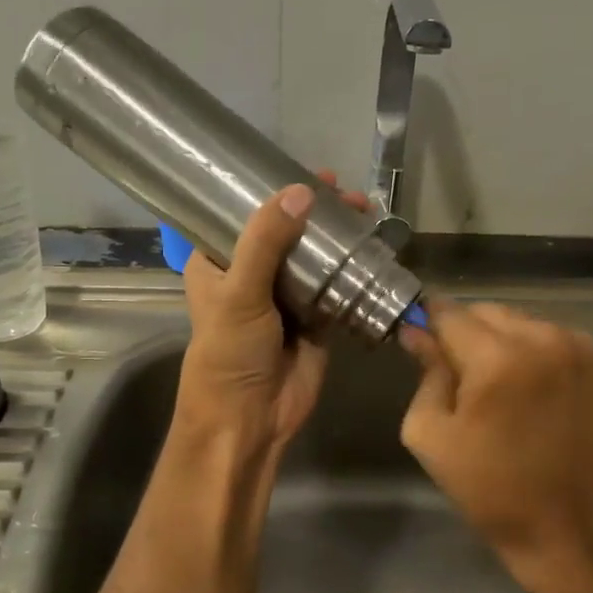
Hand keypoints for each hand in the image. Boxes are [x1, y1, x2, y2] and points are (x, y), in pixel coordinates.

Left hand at [175, 171, 369, 460]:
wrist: (250, 419)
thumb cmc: (230, 353)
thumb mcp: (239, 292)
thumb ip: (266, 241)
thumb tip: (301, 191)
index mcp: (218, 262)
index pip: (243, 214)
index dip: (272, 191)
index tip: (306, 173)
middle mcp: (251, 274)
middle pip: (286, 231)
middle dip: (316, 211)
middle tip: (346, 195)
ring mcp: (285, 296)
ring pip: (314, 256)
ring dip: (337, 236)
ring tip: (365, 213)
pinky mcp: (315, 318)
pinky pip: (336, 286)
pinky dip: (353, 269)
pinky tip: (374, 248)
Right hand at [399, 302, 592, 592]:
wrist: (571, 526)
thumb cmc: (491, 488)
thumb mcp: (432, 436)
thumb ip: (425, 374)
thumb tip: (417, 333)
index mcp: (496, 358)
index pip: (448, 313)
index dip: (428, 321)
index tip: (419, 337)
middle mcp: (541, 338)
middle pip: (486, 312)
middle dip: (466, 334)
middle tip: (460, 375)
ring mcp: (577, 347)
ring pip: (521, 322)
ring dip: (502, 341)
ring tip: (500, 386)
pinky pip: (551, 337)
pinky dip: (534, 352)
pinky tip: (532, 388)